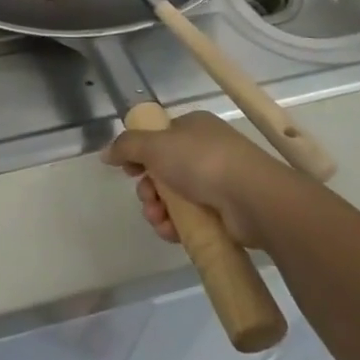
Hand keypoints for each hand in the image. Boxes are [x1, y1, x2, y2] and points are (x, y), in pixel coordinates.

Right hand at [103, 111, 289, 247]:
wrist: (253, 198)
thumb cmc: (201, 161)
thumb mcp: (155, 145)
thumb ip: (126, 146)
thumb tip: (106, 153)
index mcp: (193, 128)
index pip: (158, 139)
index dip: (140, 155)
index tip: (129, 171)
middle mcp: (206, 151)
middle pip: (163, 171)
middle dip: (148, 188)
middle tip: (147, 198)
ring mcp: (218, 182)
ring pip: (174, 198)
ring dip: (157, 210)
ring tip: (157, 219)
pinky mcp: (225, 212)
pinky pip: (190, 219)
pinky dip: (175, 226)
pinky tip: (169, 232)